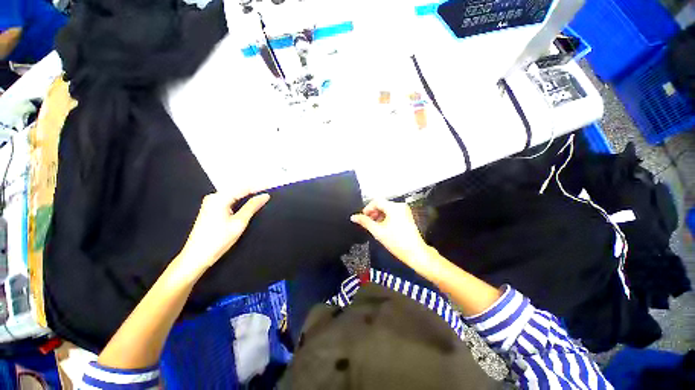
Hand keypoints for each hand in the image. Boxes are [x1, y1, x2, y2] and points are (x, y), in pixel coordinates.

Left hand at [176, 190, 269, 275]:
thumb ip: (252, 206)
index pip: (243, 187)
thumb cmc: (218, 240)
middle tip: (268, 187)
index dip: (259, 186)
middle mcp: (214, 197)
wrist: (196, 256)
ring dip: (247, 192)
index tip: (271, 185)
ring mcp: (211, 202)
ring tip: (261, 191)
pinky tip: (248, 199)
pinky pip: (229, 198)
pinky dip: (240, 198)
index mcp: (219, 198)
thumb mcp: (239, 222)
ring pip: (234, 193)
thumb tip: (265, 196)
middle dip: (253, 187)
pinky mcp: (211, 208)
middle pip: (237, 188)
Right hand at [351, 199, 435, 275]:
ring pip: (387, 209)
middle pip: (382, 204)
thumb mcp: (377, 231)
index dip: (367, 208)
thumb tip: (354, 217)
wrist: (415, 253)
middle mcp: (400, 206)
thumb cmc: (397, 242)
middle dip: (373, 212)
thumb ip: (365, 222)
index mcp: (394, 207)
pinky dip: (385, 217)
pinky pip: (393, 213)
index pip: (376, 201)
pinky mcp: (407, 216)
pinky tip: (382, 226)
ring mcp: (404, 211)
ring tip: (374, 226)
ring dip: (378, 215)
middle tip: (367, 222)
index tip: (363, 216)